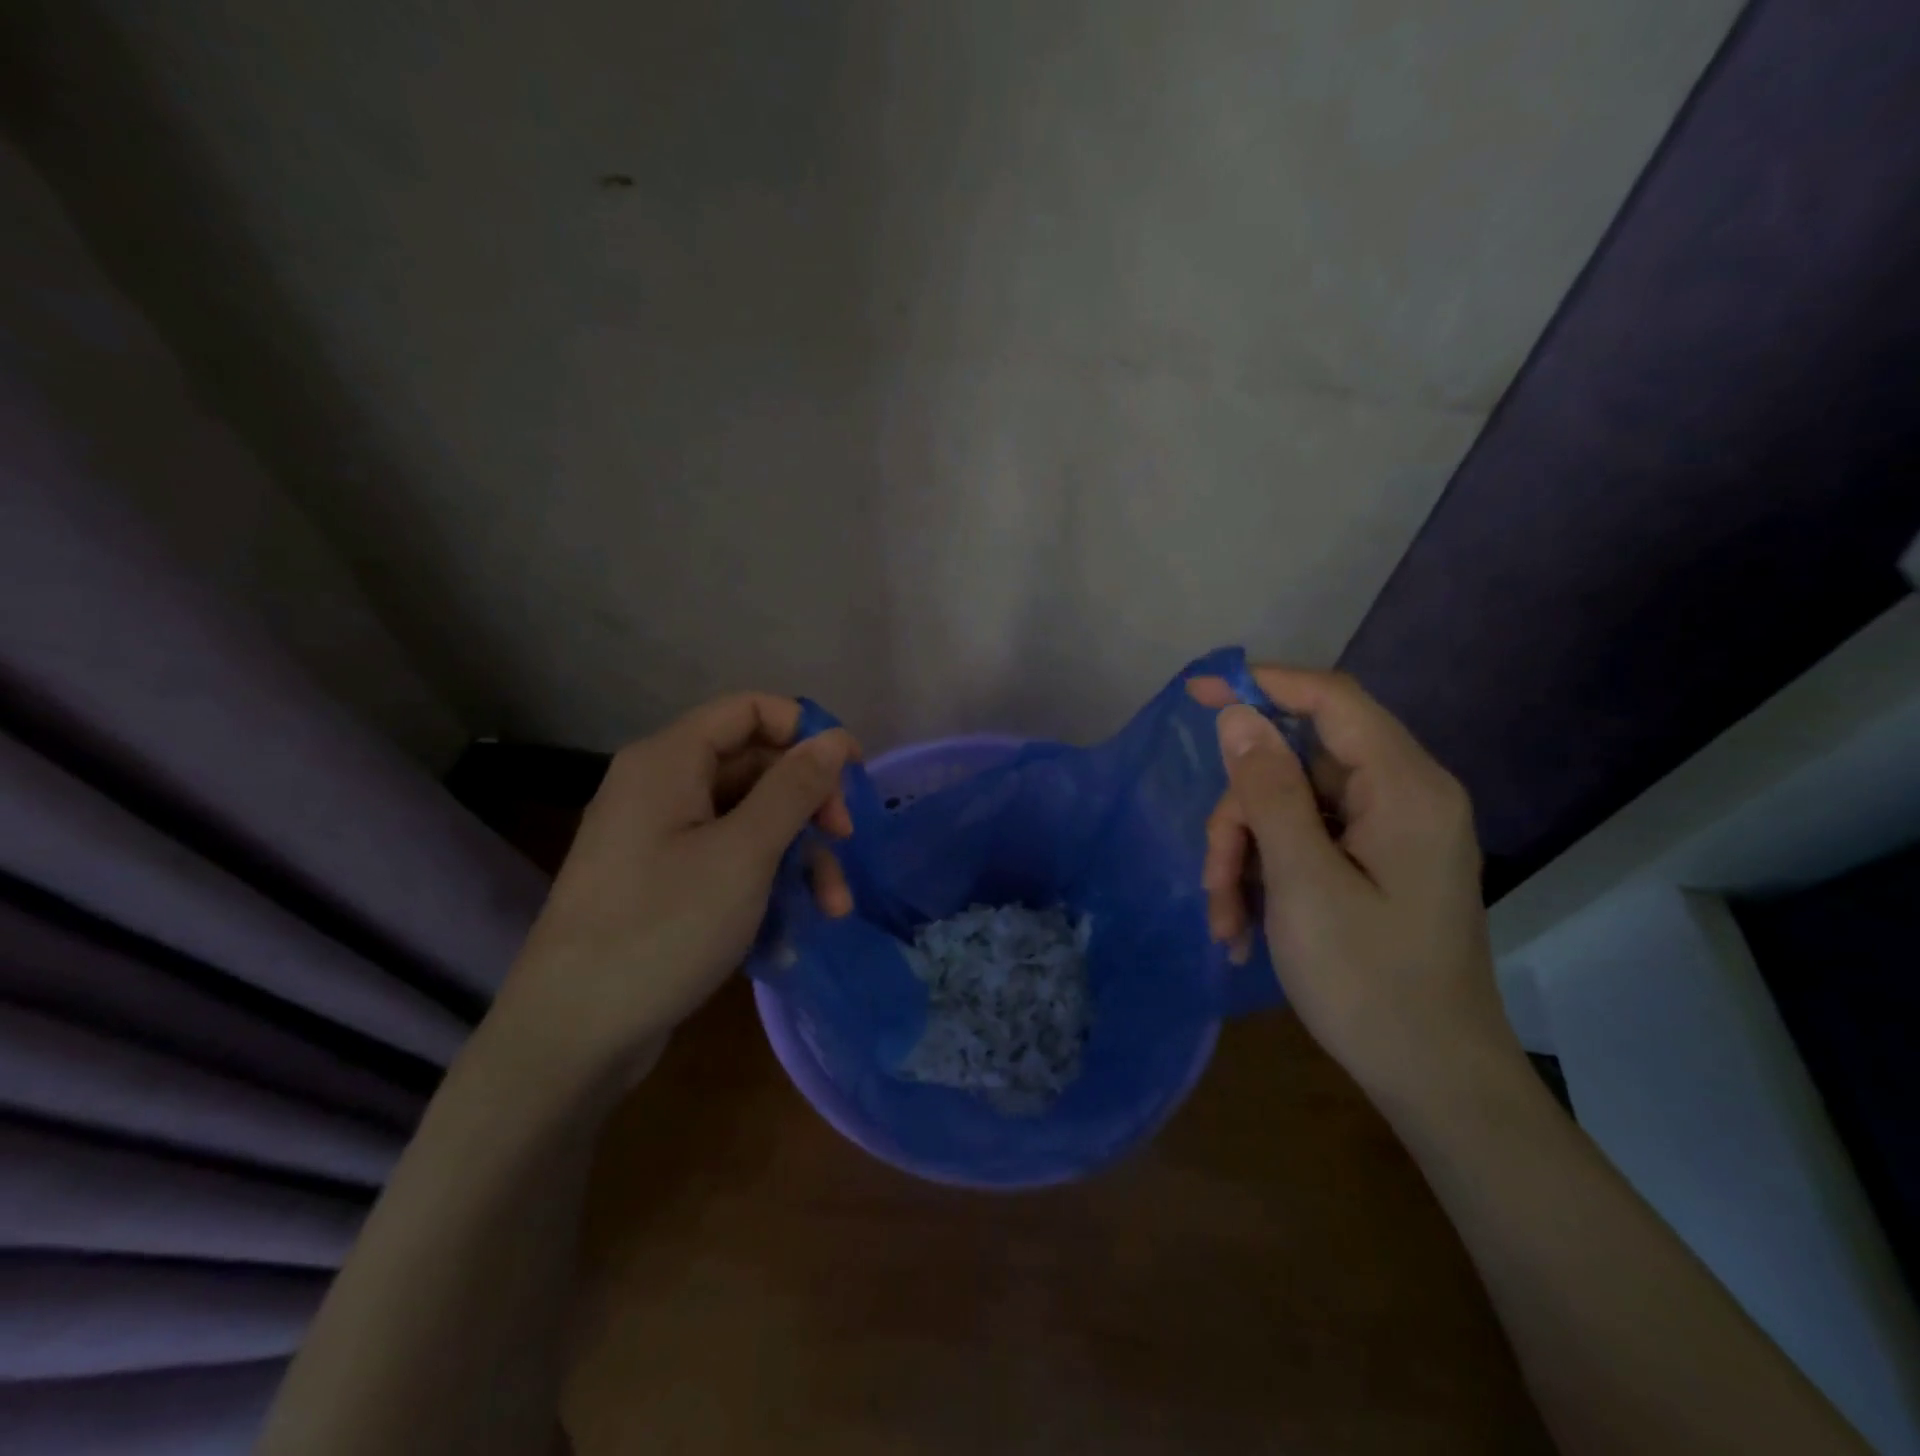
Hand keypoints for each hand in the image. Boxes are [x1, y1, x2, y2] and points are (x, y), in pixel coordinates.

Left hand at [493, 693, 857, 1075]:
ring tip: (834, 906)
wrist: (572, 1037)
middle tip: (844, 842)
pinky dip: (766, 881)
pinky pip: (728, 858)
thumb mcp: (744, 853)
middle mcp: (661, 786)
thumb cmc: (663, 928)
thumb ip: (795, 788)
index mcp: (669, 760)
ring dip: (797, 853)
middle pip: (755, 767)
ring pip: (748, 819)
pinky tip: (793, 927)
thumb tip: (837, 737)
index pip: (751, 710)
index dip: (807, 732)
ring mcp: (659, 837)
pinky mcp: (663, 881)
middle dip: (809, 804)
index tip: (851, 775)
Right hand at [1187, 668, 1518, 1099]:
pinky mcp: (1376, 862)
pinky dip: (1267, 874)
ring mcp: (1390, 832)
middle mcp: (1404, 796)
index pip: (1330, 700)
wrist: (1435, 1081)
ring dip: (1246, 856)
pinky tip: (1246, 927)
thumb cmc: (1370, 983)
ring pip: (1290, 806)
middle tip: (1215, 879)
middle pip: (1296, 764)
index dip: (1261, 685)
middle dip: (1242, 816)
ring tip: (1228, 921)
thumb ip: (1269, 791)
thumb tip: (1237, 714)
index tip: (1195, 692)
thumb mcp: (1303, 883)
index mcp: (1406, 788)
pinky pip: (1305, 840)